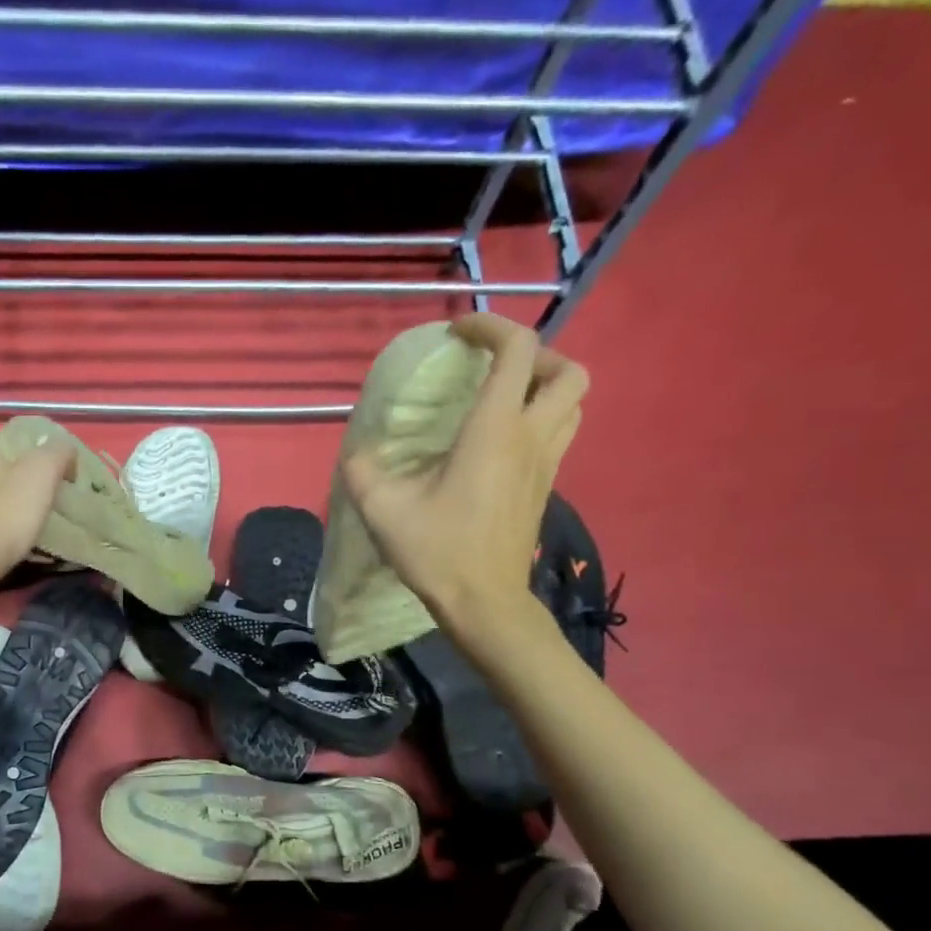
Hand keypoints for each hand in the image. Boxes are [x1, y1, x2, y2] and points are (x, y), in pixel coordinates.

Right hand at [341, 312, 587, 632]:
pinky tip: (500, 442)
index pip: (517, 350)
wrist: (484, 604)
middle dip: (535, 355)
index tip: (458, 334)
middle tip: (494, 369)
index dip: (491, 326)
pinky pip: (560, 434)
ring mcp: (546, 464)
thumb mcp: (383, 510)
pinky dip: (540, 419)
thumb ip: (363, 471)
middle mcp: (531, 438)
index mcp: (495, 431)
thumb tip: (358, 453)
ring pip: (572, 403)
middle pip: (567, 371)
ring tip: (503, 398)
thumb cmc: (438, 552)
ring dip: (544, 387)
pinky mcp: (546, 488)